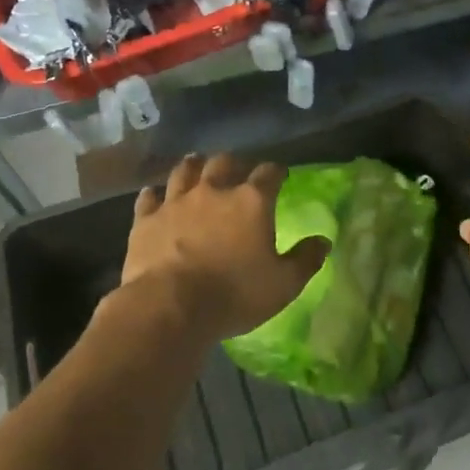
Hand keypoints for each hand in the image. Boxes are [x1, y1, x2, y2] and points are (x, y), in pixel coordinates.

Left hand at [116, 153, 328, 344]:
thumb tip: (324, 241)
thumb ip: (305, 260)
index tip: (280, 175)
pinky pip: (149, 198)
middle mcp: (214, 191)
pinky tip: (154, 196)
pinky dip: (154, 195)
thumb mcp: (283, 284)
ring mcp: (176, 202)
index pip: (269, 173)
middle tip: (237, 170)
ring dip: (194, 167)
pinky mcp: (145, 220)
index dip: (276, 171)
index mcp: (251, 201)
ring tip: (197, 165)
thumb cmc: (235, 294)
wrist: (170, 307)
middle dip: (233, 163)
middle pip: (224, 162)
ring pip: (185, 171)